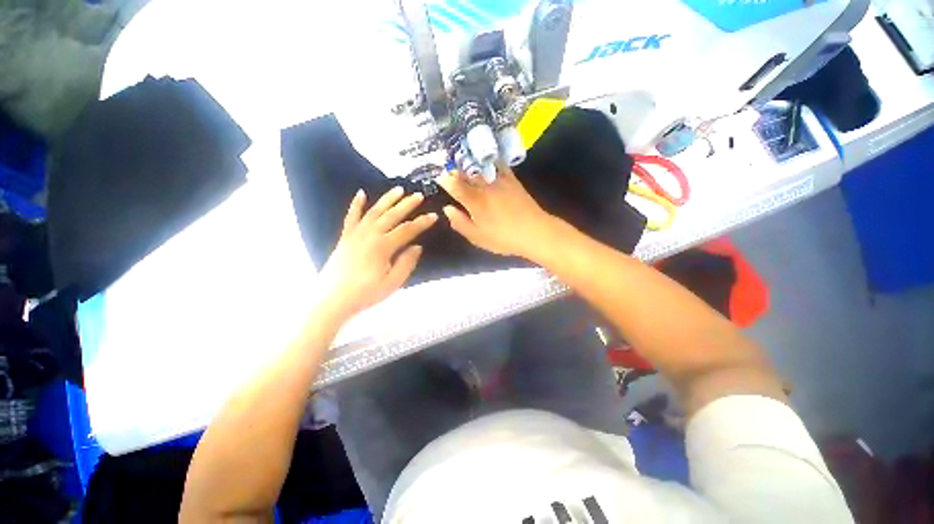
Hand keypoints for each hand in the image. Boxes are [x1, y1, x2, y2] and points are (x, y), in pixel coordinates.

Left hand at [319, 187, 436, 317]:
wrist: (332, 299)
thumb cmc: (366, 293)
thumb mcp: (393, 282)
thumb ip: (406, 263)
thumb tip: (417, 247)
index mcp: (383, 246)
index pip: (407, 230)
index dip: (422, 223)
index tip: (434, 216)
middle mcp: (370, 234)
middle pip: (392, 215)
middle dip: (407, 204)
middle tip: (419, 195)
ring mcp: (356, 234)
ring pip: (374, 211)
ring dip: (387, 199)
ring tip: (399, 189)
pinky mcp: (346, 237)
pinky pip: (351, 217)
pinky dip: (356, 204)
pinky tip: (361, 193)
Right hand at [438, 163, 555, 258]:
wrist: (534, 231)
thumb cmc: (504, 238)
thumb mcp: (478, 237)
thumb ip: (461, 223)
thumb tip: (447, 209)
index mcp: (475, 202)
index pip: (456, 187)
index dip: (446, 181)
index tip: (439, 177)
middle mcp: (485, 188)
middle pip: (466, 174)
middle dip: (455, 170)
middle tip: (449, 169)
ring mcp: (499, 182)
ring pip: (480, 168)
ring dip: (469, 164)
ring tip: (462, 161)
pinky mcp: (512, 180)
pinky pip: (498, 165)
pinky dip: (489, 161)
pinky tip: (486, 160)